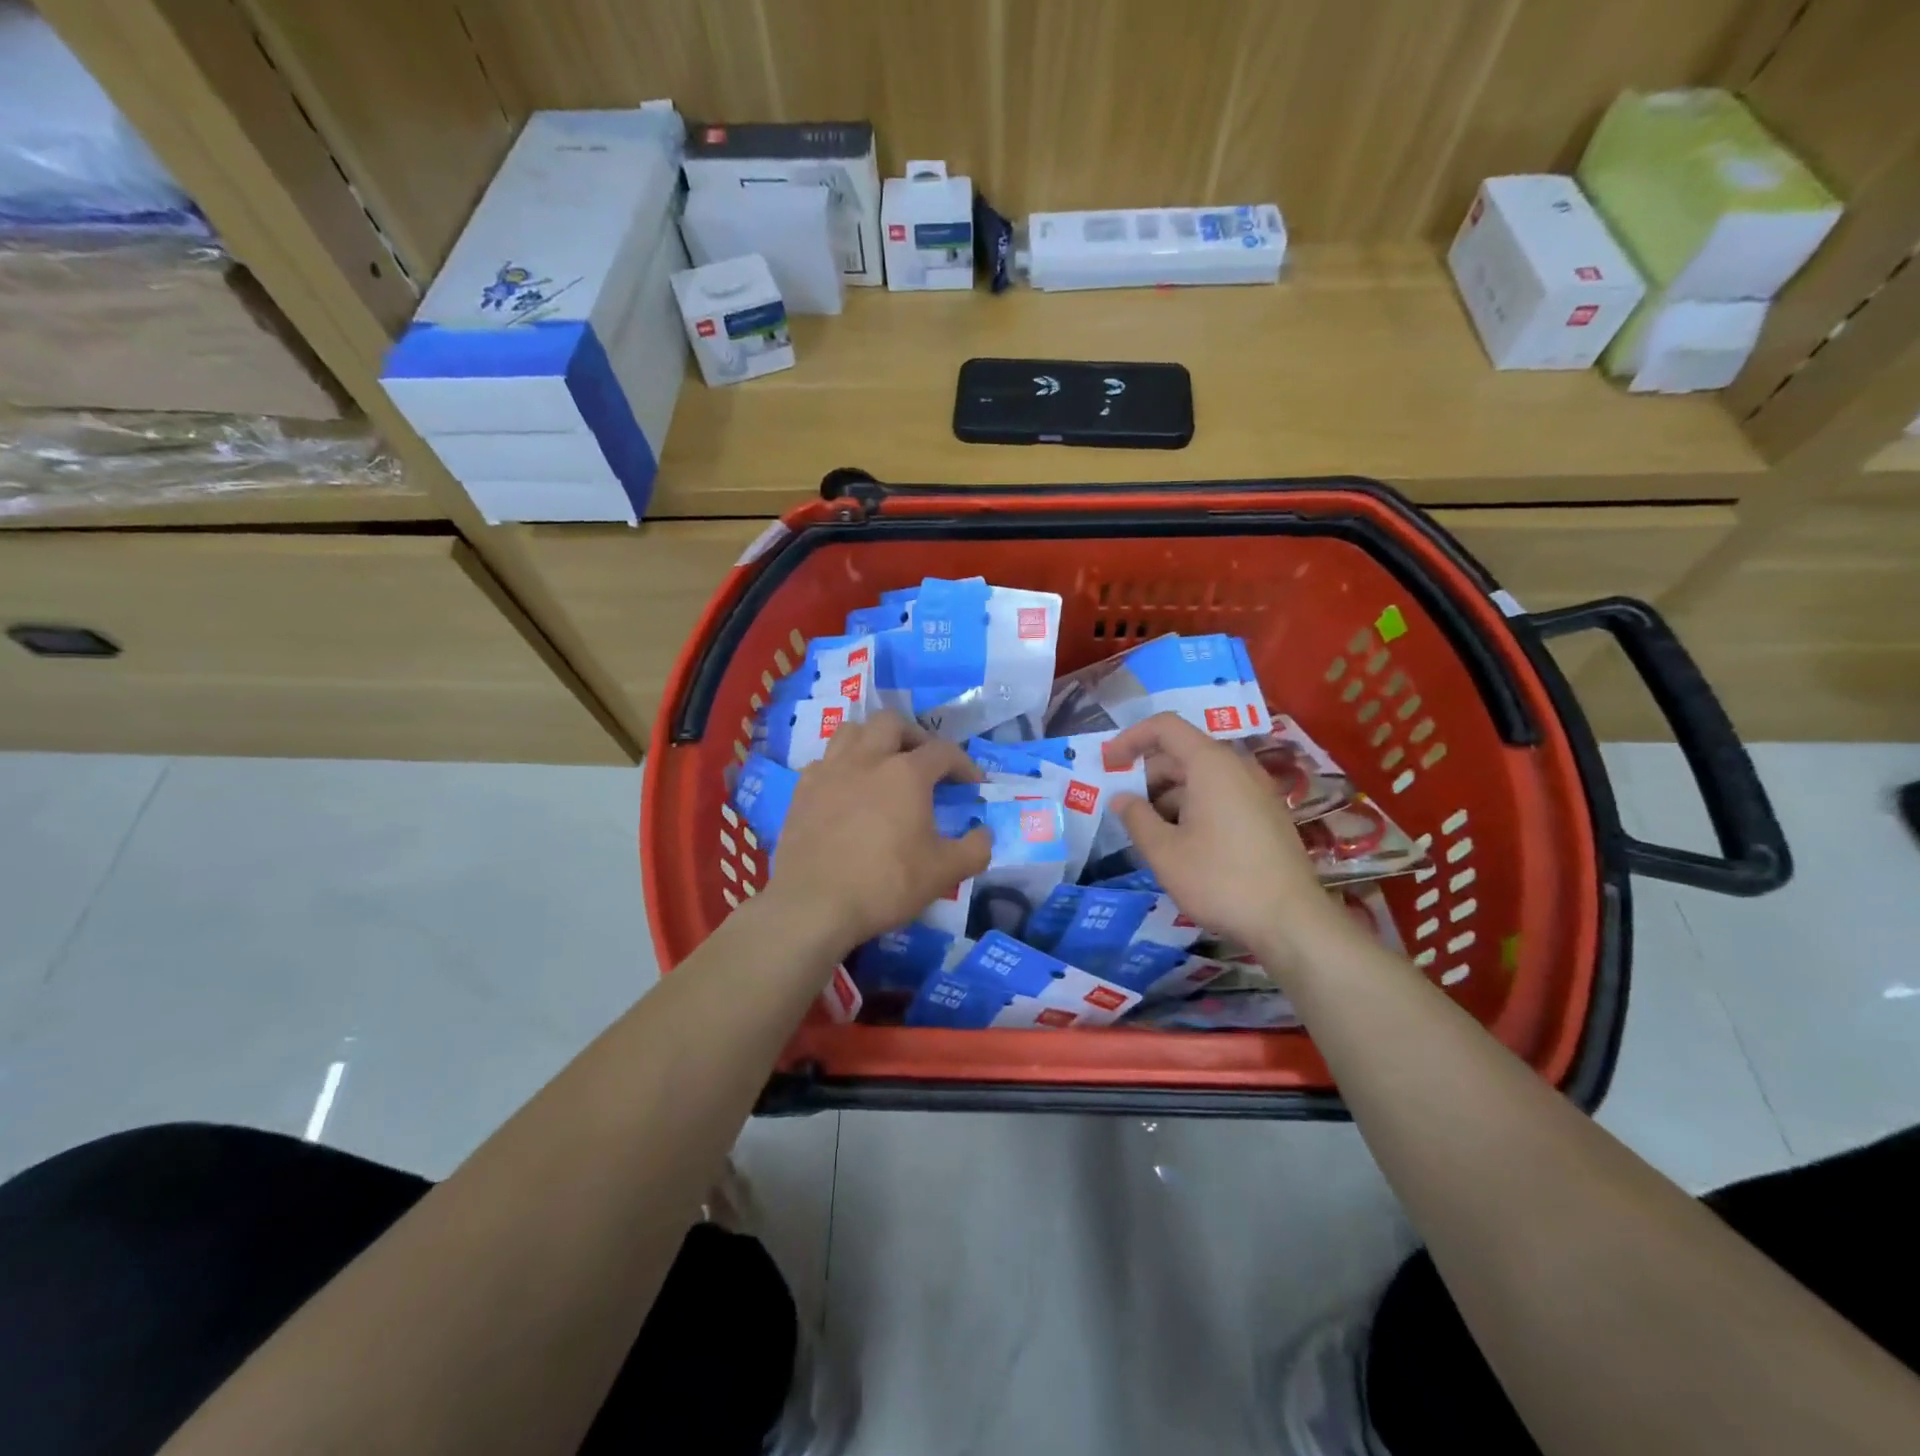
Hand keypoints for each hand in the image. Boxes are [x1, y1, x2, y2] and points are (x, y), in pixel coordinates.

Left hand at [766, 711, 991, 955]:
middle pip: (891, 722)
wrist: (813, 905)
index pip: (943, 751)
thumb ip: (974, 849)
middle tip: (923, 762)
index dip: (964, 764)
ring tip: (883, 764)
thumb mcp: (944, 874)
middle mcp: (867, 759)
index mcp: (906, 773)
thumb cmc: (885, 884)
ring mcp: (829, 771)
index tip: (973, 784)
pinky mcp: (802, 790)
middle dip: (914, 736)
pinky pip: (824, 760)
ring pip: (852, 731)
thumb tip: (985, 833)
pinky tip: (846, 789)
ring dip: (873, 740)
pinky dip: (841, 765)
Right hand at [1109, 713, 1349, 966]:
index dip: (1131, 738)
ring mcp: (1256, 791)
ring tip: (1148, 832)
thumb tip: (1121, 798)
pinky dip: (1192, 807)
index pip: (1165, 727)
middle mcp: (1237, 767)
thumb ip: (1136, 818)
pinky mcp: (1265, 815)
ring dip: (1168, 796)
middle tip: (1123, 808)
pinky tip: (1180, 843)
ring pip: (1200, 778)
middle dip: (1147, 775)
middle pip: (1182, 753)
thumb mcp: (1164, 852)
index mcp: (1211, 764)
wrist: (1291, 922)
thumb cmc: (1220, 880)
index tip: (1108, 763)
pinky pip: (1220, 795)